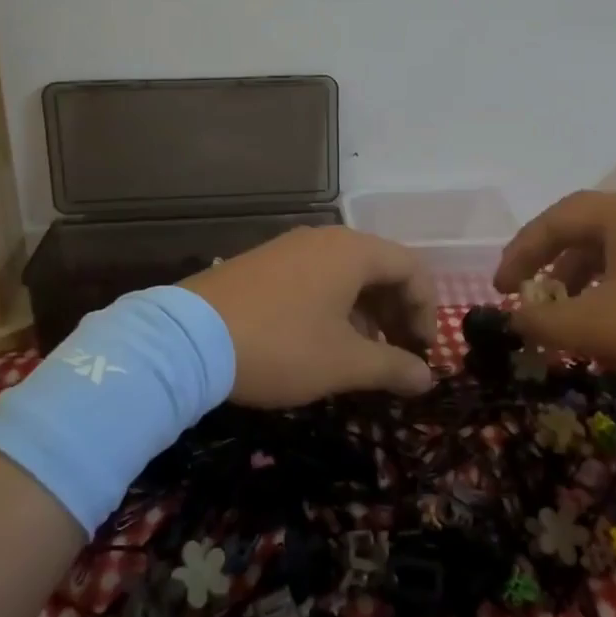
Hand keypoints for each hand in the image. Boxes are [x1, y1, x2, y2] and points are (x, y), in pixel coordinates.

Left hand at [182, 226, 437, 405]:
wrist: (188, 339)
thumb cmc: (281, 346)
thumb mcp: (343, 363)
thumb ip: (393, 367)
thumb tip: (427, 377)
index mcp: (353, 251)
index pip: (411, 269)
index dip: (426, 311)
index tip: (423, 352)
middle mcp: (325, 239)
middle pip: (380, 268)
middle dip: (397, 312)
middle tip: (399, 355)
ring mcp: (290, 248)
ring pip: (347, 274)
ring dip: (366, 312)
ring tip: (364, 354)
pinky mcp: (264, 263)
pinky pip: (316, 277)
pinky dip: (334, 306)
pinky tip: (323, 340)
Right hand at [493, 188, 615, 395]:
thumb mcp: (599, 326)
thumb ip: (546, 321)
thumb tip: (516, 318)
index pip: (553, 221)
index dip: (519, 253)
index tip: (500, 289)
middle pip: (580, 232)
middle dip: (547, 267)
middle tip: (525, 297)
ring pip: (608, 251)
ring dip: (577, 282)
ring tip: (564, 317)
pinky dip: (608, 289)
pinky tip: (608, 323)